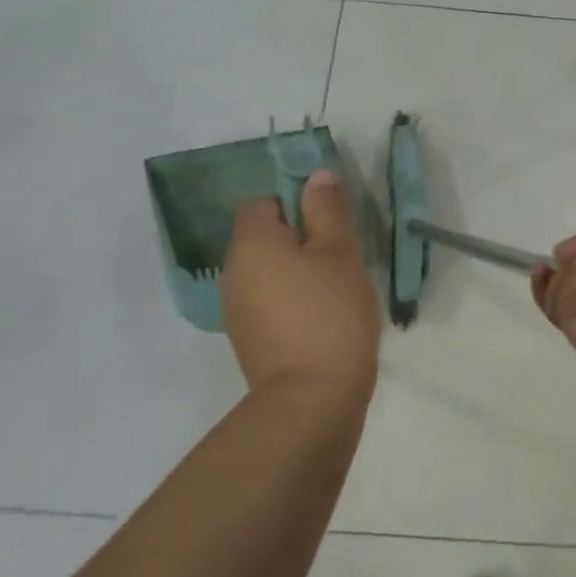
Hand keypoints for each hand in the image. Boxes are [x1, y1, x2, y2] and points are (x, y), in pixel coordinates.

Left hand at [220, 169, 380, 401]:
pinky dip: (292, 298)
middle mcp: (233, 272)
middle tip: (342, 253)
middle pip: (264, 237)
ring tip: (337, 287)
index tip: (331, 221)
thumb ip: (327, 210)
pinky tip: (324, 316)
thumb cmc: (329, 313)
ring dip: (298, 270)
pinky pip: (269, 300)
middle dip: (301, 238)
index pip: (263, 203)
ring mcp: (236, 310)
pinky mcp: (249, 338)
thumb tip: (317, 176)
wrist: (312, 400)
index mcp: (251, 244)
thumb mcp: (339, 253)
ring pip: (268, 270)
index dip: (296, 203)